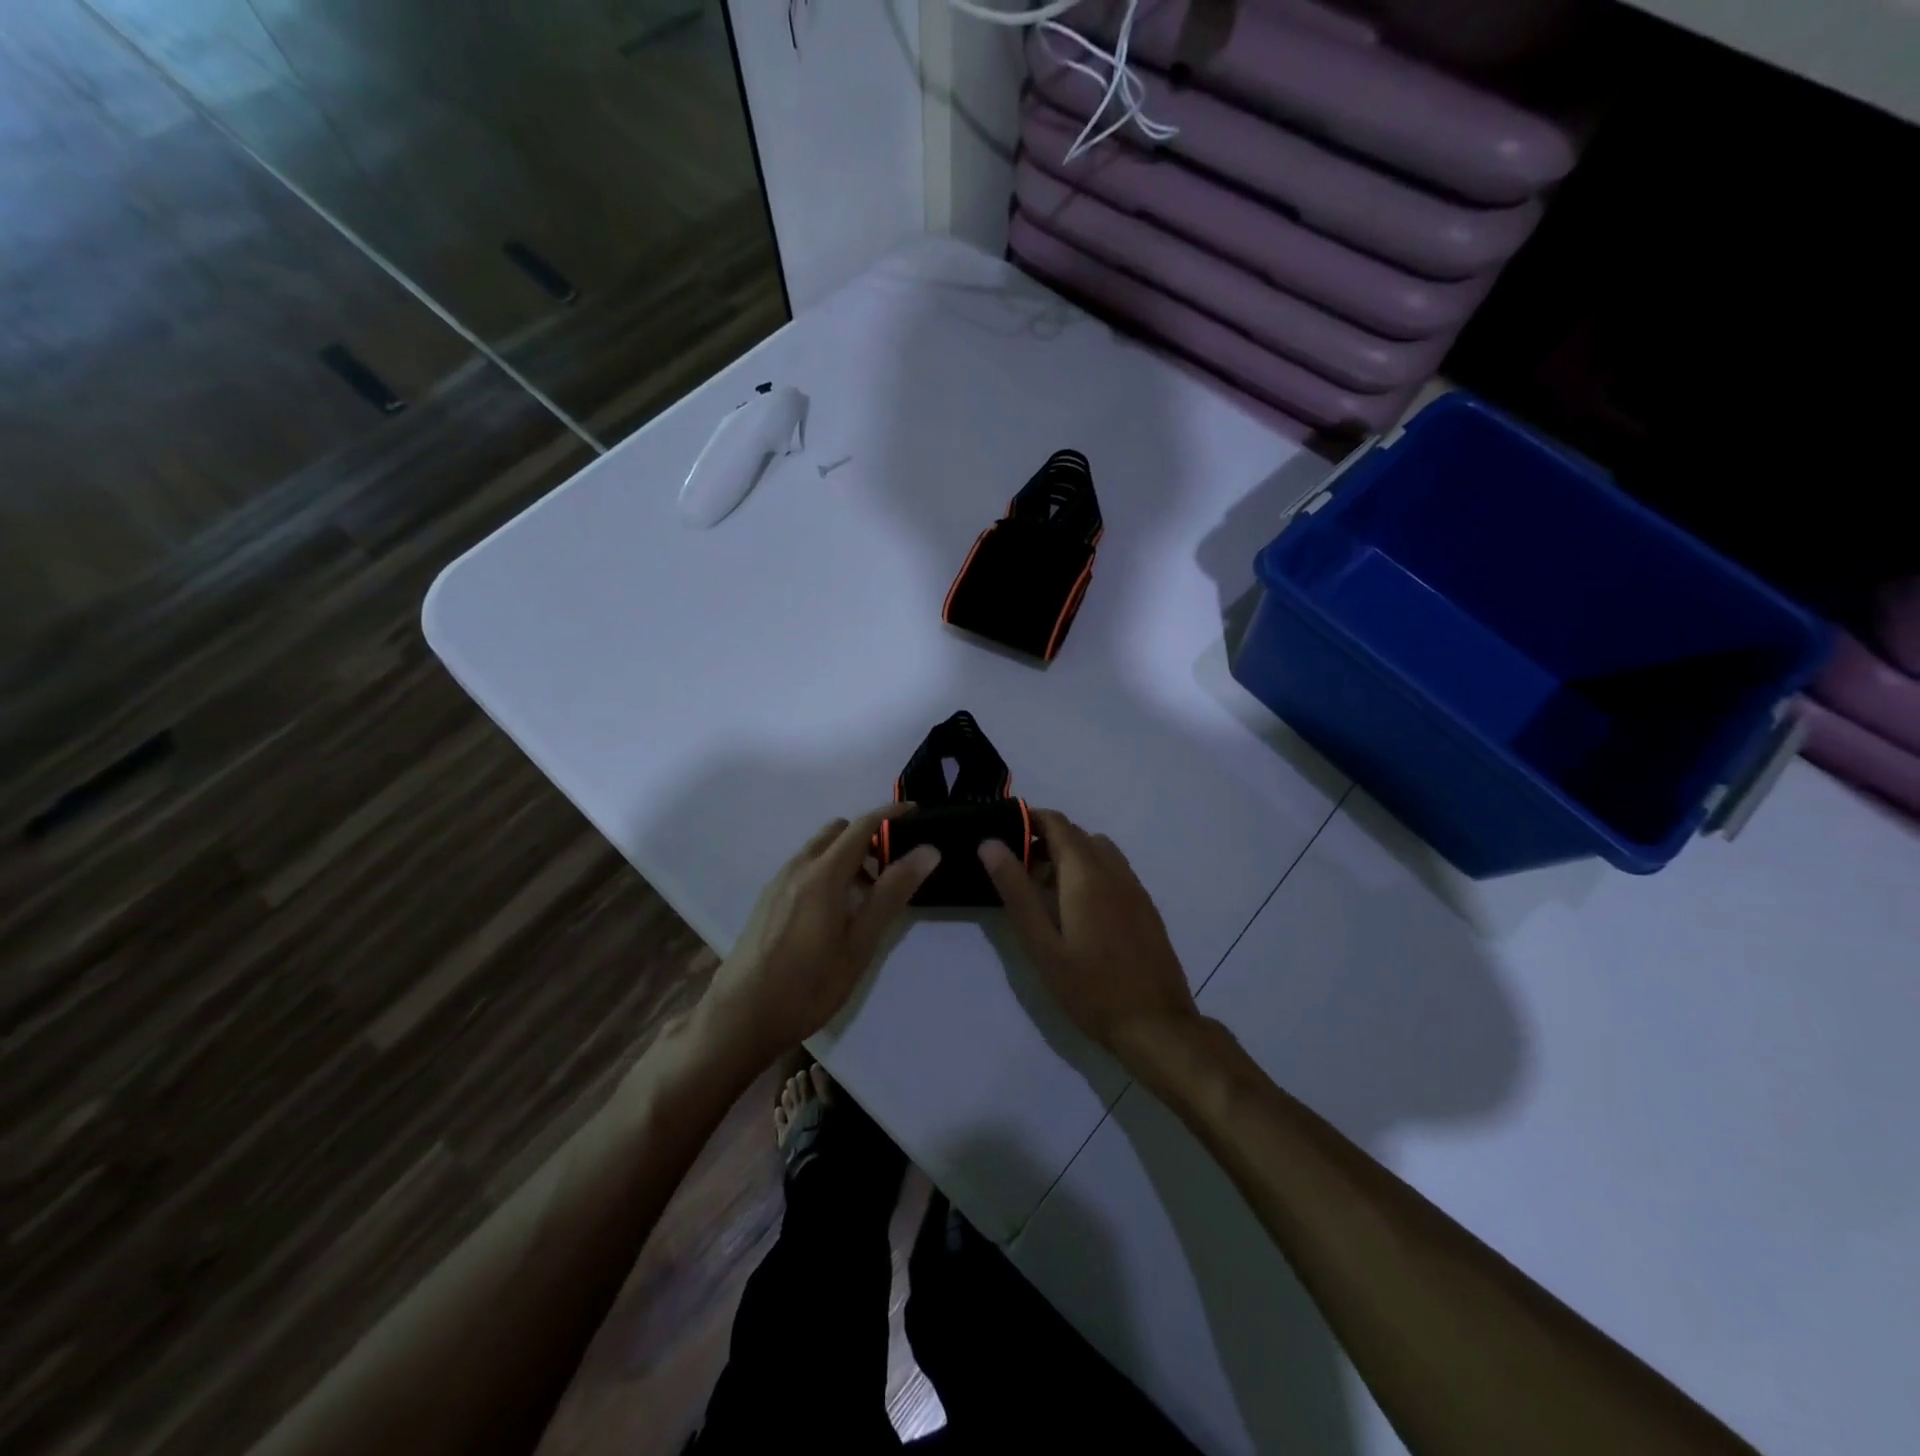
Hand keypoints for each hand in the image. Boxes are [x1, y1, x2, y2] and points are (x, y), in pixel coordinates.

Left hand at [699, 805, 939, 1068]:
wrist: (740, 1018)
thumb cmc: (809, 985)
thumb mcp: (860, 944)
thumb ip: (892, 894)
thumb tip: (927, 851)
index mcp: (823, 874)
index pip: (862, 825)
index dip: (891, 814)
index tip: (917, 813)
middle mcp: (798, 867)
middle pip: (838, 831)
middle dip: (868, 836)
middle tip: (893, 868)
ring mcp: (778, 882)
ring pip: (819, 849)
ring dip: (847, 855)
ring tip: (868, 895)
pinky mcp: (767, 899)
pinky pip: (804, 867)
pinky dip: (827, 870)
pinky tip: (835, 911)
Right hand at [978, 809, 1197, 1053]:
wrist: (1155, 1025)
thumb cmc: (1089, 988)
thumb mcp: (1041, 944)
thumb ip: (1016, 891)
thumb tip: (990, 843)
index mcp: (1085, 873)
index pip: (1056, 823)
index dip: (1029, 819)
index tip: (1004, 832)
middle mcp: (1114, 870)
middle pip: (1077, 834)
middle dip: (1046, 839)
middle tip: (1017, 868)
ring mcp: (1134, 887)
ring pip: (1098, 850)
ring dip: (1070, 854)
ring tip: (1046, 888)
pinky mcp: (1145, 906)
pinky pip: (1114, 869)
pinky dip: (1091, 870)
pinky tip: (1078, 908)